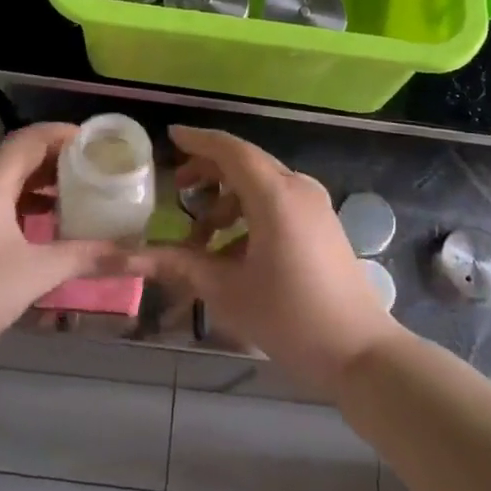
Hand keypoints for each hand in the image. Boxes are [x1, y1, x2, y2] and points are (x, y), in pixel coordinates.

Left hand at [0, 123, 125, 372]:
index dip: (64, 134)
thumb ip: (87, 257)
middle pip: (19, 155)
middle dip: (57, 158)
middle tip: (94, 168)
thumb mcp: (37, 272)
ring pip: (6, 179)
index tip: (96, 143)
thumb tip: (137, 256)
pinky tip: (44, 226)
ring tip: (76, 194)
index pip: (31, 138)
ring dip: (40, 181)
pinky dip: (23, 203)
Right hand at [127, 126, 402, 396]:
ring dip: (227, 199)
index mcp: (275, 195)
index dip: (198, 140)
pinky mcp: (322, 225)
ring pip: (261, 185)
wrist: (361, 354)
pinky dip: (249, 214)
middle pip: (246, 163)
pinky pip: (278, 203)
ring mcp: (314, 206)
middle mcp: (297, 188)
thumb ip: (178, 265)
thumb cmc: (290, 318)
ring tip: (200, 234)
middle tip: (177, 187)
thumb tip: (128, 257)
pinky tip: (230, 252)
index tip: (171, 135)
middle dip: (208, 171)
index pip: (230, 150)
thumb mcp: (227, 291)